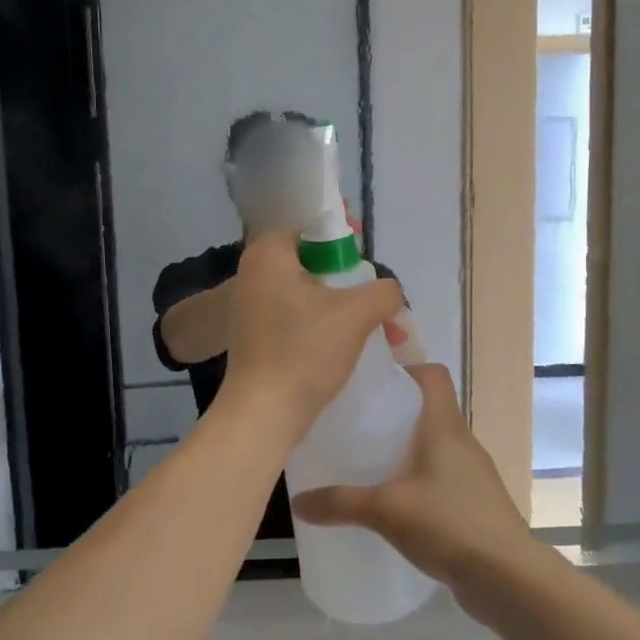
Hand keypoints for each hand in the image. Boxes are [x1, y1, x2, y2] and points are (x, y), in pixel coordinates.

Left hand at [219, 231, 404, 445]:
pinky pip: (295, 316)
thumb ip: (384, 291)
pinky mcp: (255, 335)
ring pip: (306, 291)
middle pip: (311, 260)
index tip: (366, 264)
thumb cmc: (305, 351)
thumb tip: (389, 293)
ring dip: (339, 304)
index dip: (344, 240)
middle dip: (347, 277)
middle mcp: (253, 272)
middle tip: (371, 297)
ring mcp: (250, 306)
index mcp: (268, 253)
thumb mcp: (357, 313)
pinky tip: (342, 343)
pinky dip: (320, 323)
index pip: (312, 227)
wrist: (264, 413)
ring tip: (367, 324)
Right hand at [290, 363, 538, 592]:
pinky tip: (392, 504)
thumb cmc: (449, 523)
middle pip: (428, 409)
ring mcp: (471, 474)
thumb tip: (298, 501)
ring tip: (366, 463)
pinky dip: (417, 481)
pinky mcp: (474, 503)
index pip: (432, 374)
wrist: (507, 577)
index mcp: (444, 425)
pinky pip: (440, 478)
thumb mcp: (386, 510)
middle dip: (393, 413)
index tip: (371, 383)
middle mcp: (461, 441)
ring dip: (405, 450)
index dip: (405, 368)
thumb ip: (340, 502)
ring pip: (434, 446)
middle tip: (354, 424)